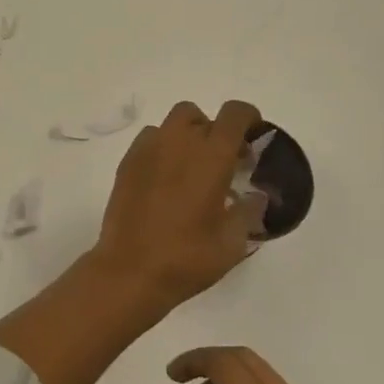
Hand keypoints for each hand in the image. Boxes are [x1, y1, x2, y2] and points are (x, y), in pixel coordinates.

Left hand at [91, 99, 263, 309]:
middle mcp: (179, 141)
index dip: (249, 119)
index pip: (235, 114)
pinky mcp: (127, 162)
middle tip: (222, 162)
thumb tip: (256, 196)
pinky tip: (165, 180)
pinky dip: (163, 149)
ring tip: (191, 171)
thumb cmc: (187, 258)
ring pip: (172, 124)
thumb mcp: (232, 242)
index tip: (253, 139)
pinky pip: (150, 140)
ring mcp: (148, 149)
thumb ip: (249, 211)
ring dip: (187, 138)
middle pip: (200, 115)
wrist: (130, 270)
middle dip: (214, 131)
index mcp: (211, 156)